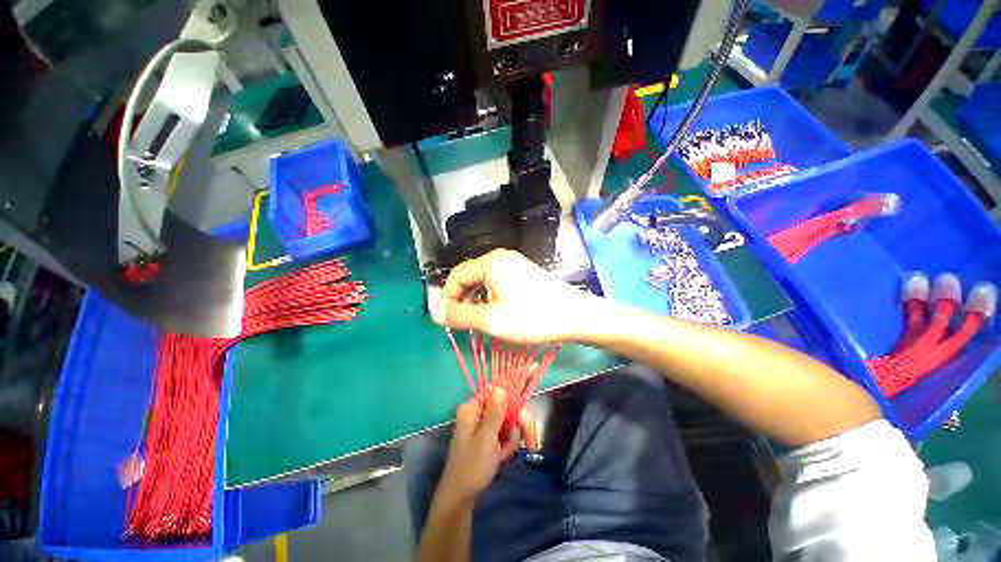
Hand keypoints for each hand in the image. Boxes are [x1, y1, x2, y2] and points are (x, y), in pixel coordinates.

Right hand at [434, 249, 598, 343]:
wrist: (575, 315)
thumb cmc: (532, 317)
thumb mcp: (491, 320)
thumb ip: (459, 316)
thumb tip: (436, 314)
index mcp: (490, 262)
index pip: (456, 275)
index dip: (446, 298)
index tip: (447, 320)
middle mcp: (501, 257)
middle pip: (470, 276)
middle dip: (462, 299)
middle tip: (463, 323)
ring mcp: (514, 264)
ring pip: (484, 281)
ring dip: (476, 300)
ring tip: (480, 320)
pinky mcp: (524, 273)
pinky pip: (498, 282)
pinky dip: (490, 297)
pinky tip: (497, 312)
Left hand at [439, 387, 537, 500]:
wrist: (460, 498)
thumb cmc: (471, 468)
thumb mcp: (485, 440)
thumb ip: (495, 412)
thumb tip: (502, 386)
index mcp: (474, 407)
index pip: (499, 386)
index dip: (517, 377)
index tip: (533, 367)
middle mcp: (479, 411)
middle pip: (508, 406)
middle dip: (520, 423)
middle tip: (531, 442)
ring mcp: (483, 423)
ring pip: (509, 420)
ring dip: (512, 437)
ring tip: (504, 455)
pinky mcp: (488, 434)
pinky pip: (505, 432)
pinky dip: (507, 444)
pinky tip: (501, 457)